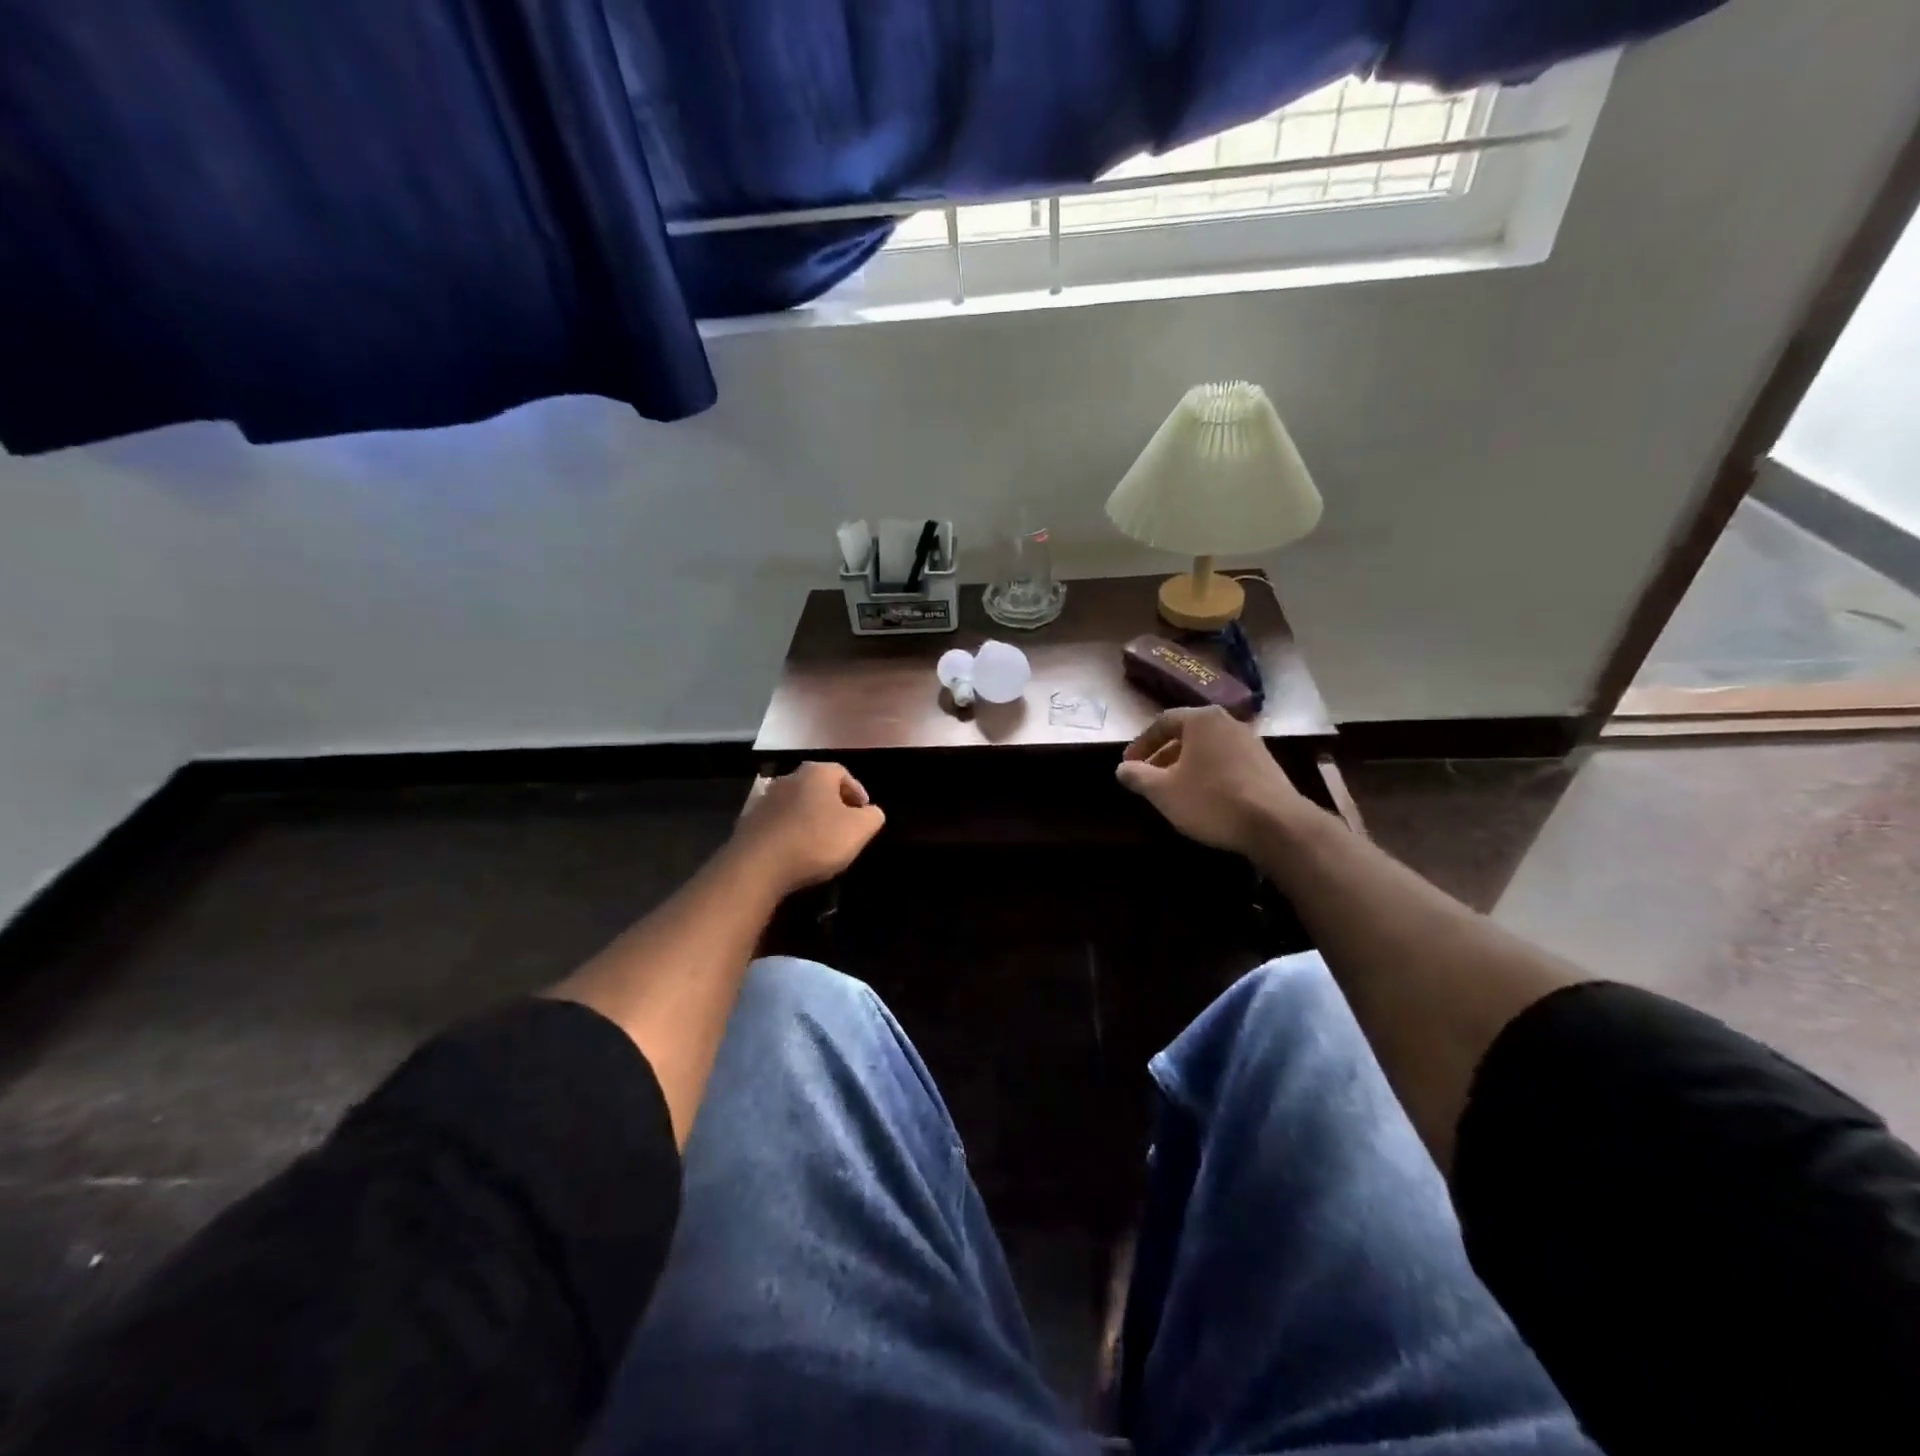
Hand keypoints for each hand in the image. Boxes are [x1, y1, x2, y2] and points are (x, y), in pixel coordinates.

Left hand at [730, 762, 884, 896]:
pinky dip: (790, 831)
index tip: (864, 812)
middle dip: (833, 804)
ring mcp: (765, 799)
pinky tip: (796, 851)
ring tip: (820, 841)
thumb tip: (872, 812)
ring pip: (797, 804)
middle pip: (818, 787)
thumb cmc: (815, 841)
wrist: (757, 866)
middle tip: (845, 825)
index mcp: (817, 773)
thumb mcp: (859, 830)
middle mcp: (789, 778)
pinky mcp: (749, 822)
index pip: (843, 774)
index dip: (857, 792)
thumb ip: (873, 816)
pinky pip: (778, 822)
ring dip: (810, 818)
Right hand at [1116, 706, 1311, 856]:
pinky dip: (1209, 774)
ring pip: (1208, 749)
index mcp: (1202, 719)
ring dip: (1187, 766)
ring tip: (1174, 790)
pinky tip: (1204, 798)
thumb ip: (1138, 776)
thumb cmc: (1211, 799)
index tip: (1128, 764)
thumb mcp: (1163, 791)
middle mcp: (1228, 722)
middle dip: (1163, 755)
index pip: (1162, 722)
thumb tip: (1122, 768)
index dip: (1141, 744)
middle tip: (1148, 777)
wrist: (1276, 824)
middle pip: (1187, 734)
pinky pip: (1227, 762)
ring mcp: (1252, 742)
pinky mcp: (1267, 765)